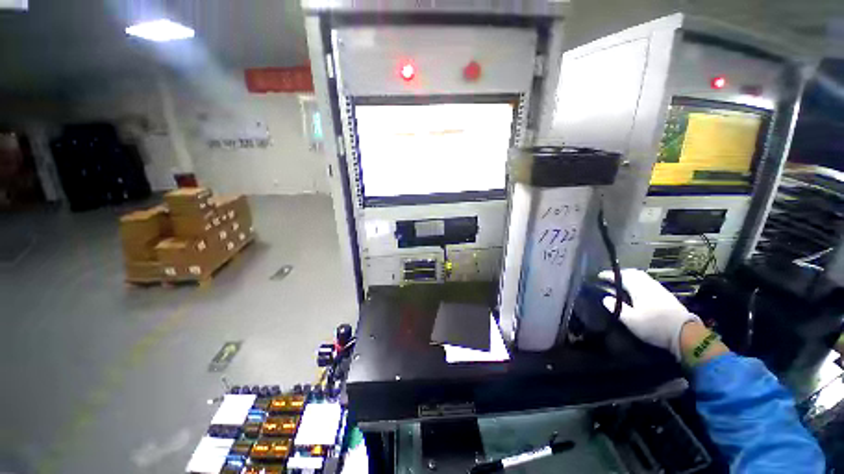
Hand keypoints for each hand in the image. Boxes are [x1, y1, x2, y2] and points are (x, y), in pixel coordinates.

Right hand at [598, 269, 699, 360]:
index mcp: (638, 287)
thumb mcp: (630, 319)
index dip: (608, 275)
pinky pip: (648, 283)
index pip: (620, 276)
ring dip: (630, 277)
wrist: (685, 334)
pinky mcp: (666, 296)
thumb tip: (605, 297)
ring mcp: (659, 289)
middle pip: (633, 273)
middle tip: (610, 278)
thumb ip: (616, 306)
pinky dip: (638, 282)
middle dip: (620, 273)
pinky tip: (637, 291)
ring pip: (642, 277)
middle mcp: (648, 284)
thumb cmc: (654, 326)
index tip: (598, 276)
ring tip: (622, 283)